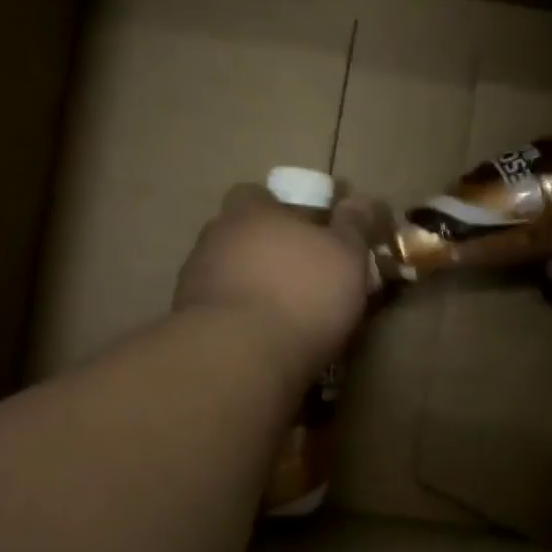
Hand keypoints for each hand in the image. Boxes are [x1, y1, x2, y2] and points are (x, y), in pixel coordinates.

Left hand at [173, 184, 376, 383]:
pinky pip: (221, 311)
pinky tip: (263, 340)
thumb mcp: (346, 257)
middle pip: (243, 235)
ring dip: (253, 287)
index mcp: (251, 211)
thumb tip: (362, 201)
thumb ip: (353, 227)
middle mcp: (216, 238)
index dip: (283, 209)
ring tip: (285, 315)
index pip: (258, 195)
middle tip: (302, 276)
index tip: (310, 230)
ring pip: (230, 274)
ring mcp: (196, 280)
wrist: (238, 357)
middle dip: (269, 251)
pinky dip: (240, 319)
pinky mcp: (189, 321)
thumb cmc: (301, 294)